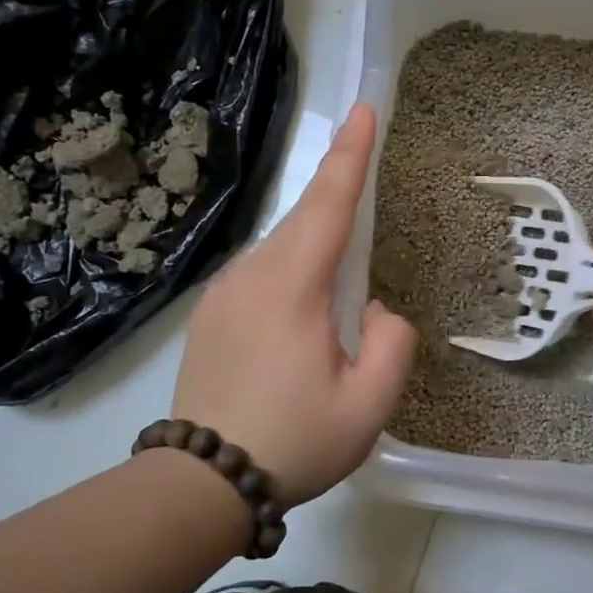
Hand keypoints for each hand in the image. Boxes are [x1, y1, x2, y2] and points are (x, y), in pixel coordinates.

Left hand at [172, 103, 417, 505]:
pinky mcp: (209, 315)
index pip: (327, 203)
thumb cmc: (293, 442)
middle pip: (302, 220)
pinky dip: (291, 272)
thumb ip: (391, 344)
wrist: (201, 483)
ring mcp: (222, 292)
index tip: (365, 109)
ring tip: (337, 288)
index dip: (350, 154)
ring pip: (280, 249)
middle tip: (365, 186)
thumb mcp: (367, 405)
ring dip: (315, 248)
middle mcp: (250, 274)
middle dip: (337, 196)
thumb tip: (376, 312)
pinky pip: (260, 274)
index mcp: (291, 286)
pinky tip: (301, 314)